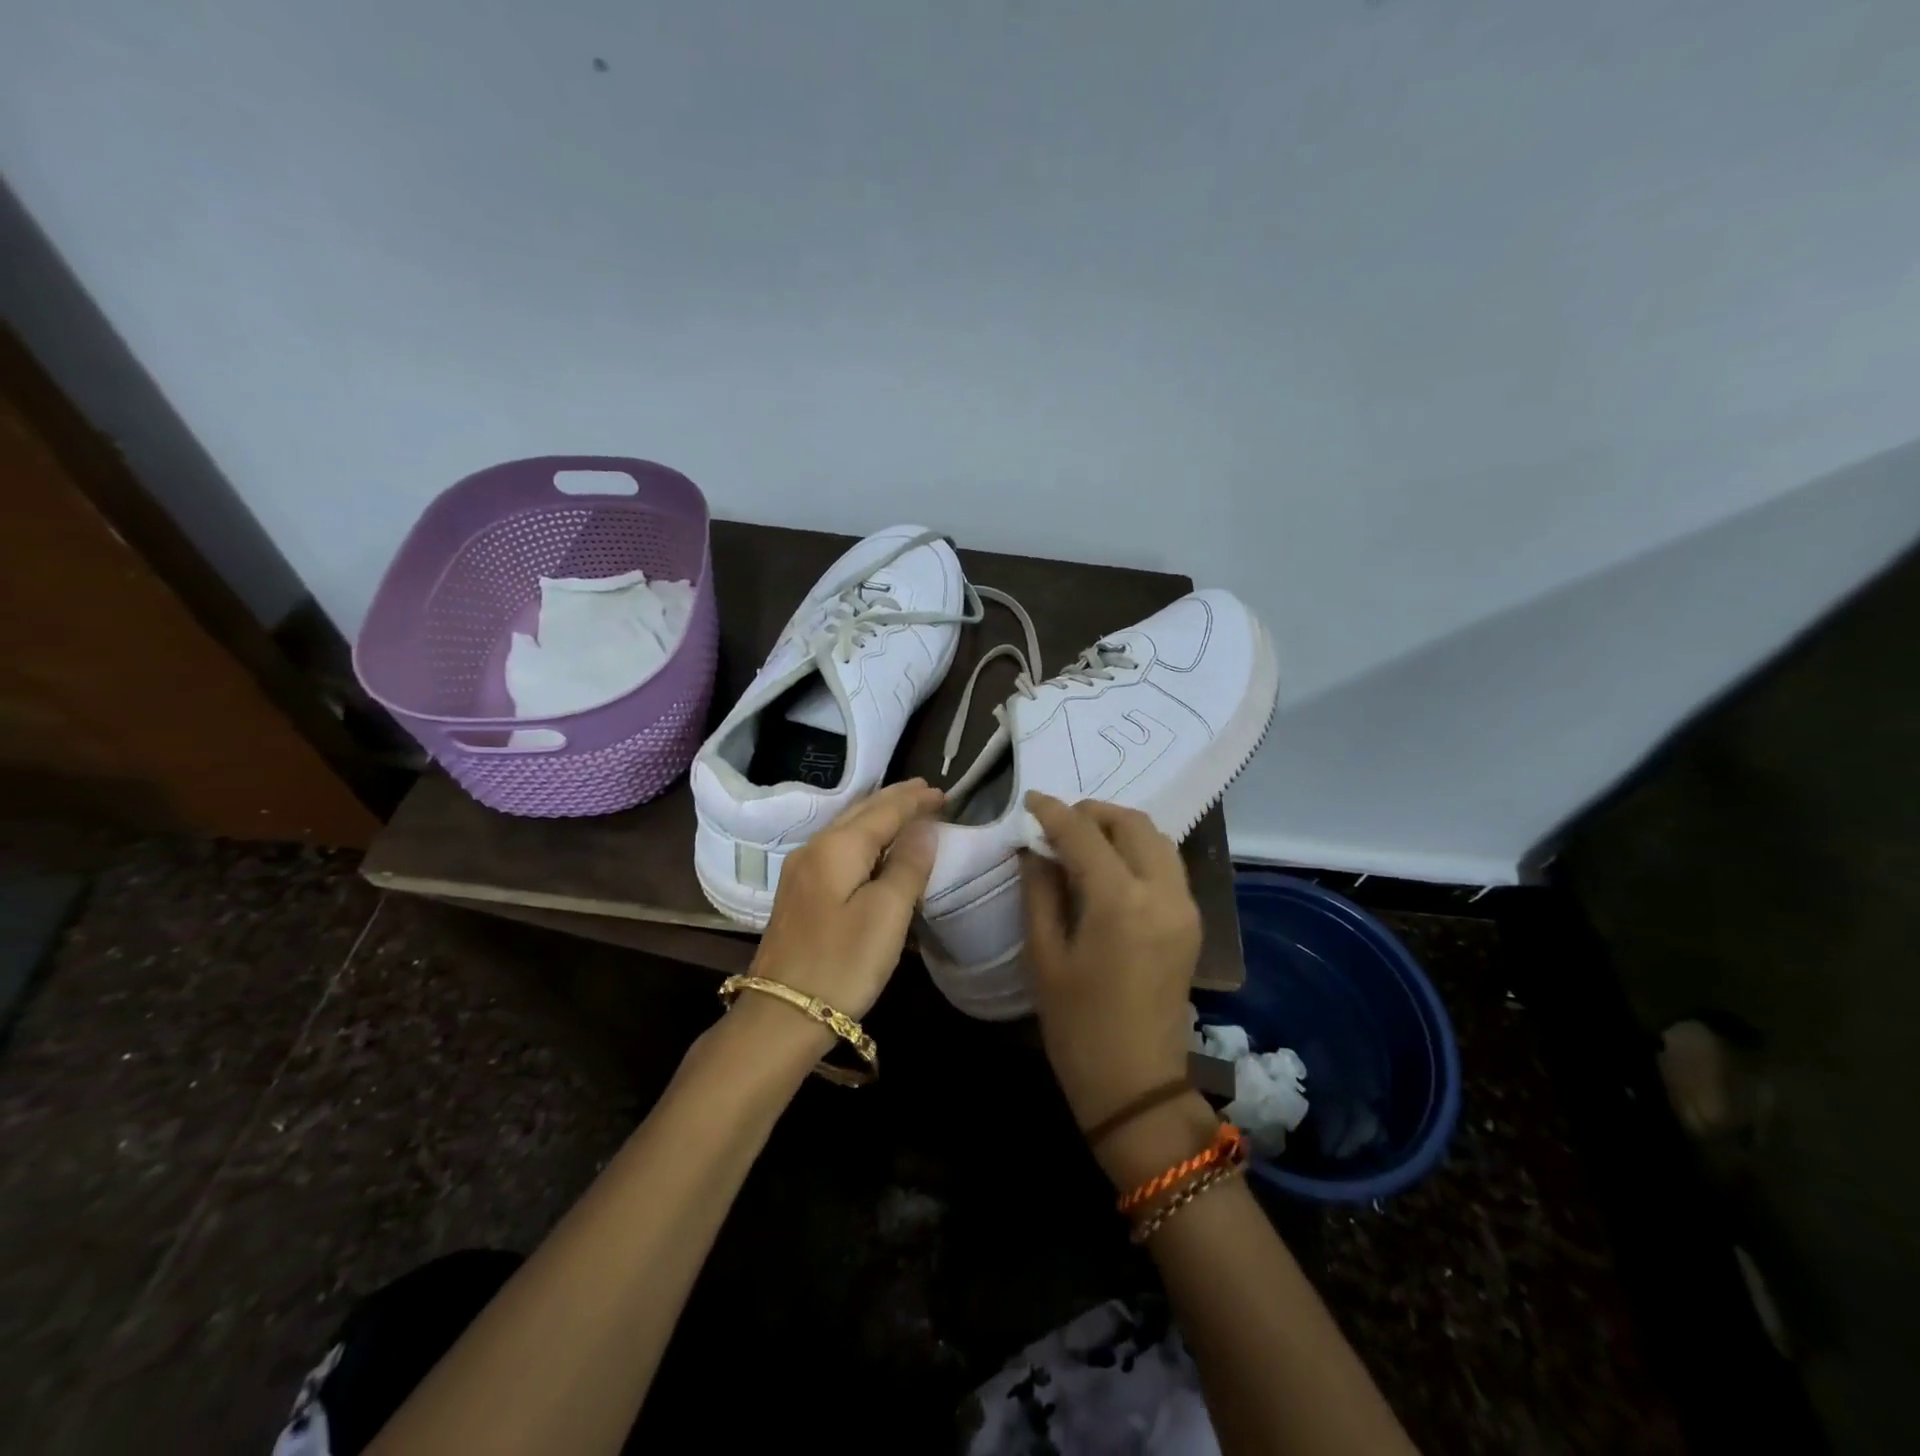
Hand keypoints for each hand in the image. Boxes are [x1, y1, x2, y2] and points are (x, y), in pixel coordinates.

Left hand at [748, 779, 943, 1017]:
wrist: (781, 1015)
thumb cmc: (843, 963)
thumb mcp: (887, 914)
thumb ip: (908, 866)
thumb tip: (924, 828)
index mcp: (838, 847)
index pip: (884, 811)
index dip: (915, 801)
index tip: (943, 792)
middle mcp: (815, 848)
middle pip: (861, 811)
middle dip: (895, 799)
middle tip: (925, 790)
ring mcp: (801, 871)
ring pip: (847, 827)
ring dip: (878, 814)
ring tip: (904, 807)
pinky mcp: (798, 893)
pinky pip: (838, 847)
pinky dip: (863, 835)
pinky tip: (872, 843)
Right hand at [1022, 792, 1201, 1132]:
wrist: (1136, 1085)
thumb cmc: (1077, 1026)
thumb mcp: (1044, 955)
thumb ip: (1039, 890)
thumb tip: (1033, 848)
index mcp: (1121, 902)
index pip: (1084, 834)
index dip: (1054, 812)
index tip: (1029, 800)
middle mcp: (1163, 893)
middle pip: (1132, 824)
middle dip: (1093, 812)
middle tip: (1058, 821)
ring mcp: (1186, 907)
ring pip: (1156, 839)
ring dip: (1119, 827)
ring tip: (1083, 838)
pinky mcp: (1192, 922)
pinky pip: (1167, 864)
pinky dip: (1138, 850)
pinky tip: (1110, 865)